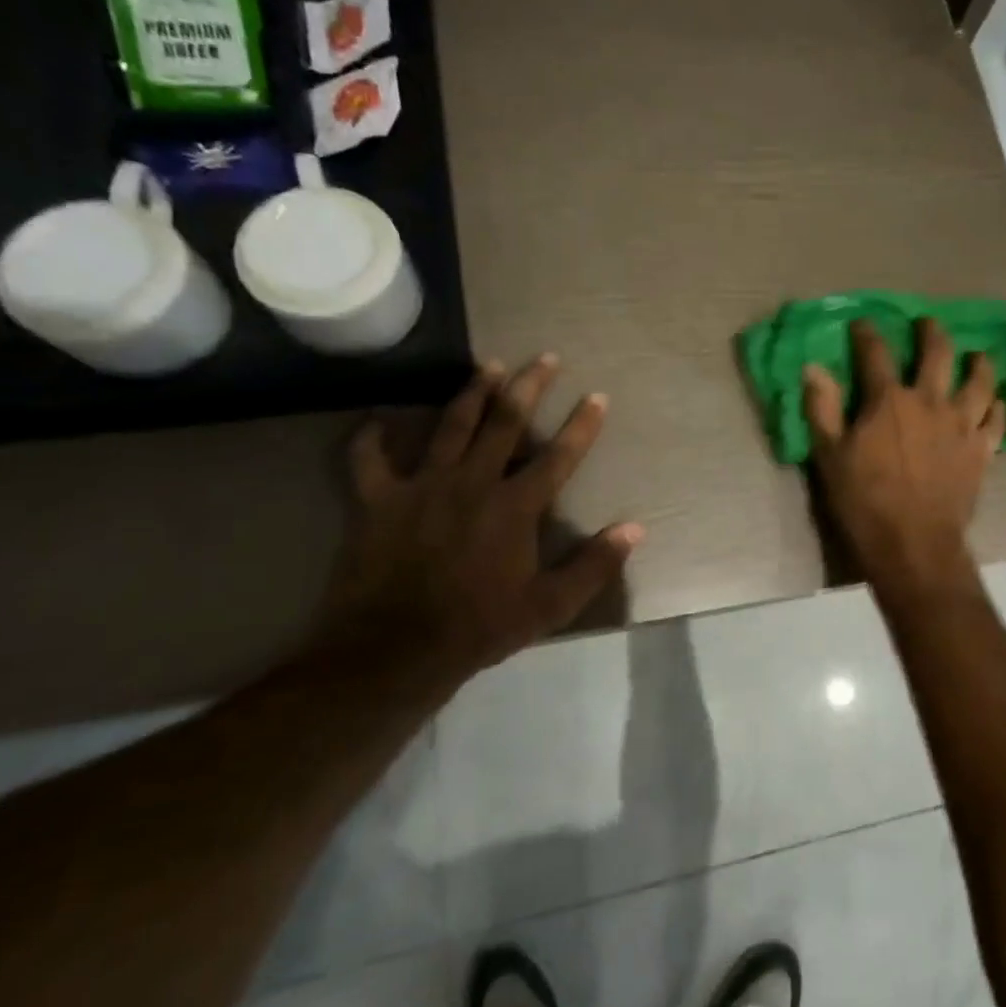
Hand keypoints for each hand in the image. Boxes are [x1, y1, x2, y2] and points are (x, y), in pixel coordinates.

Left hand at [318, 356, 642, 679]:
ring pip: (451, 426)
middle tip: (544, 357)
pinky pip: (370, 458)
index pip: (558, 456)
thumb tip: (635, 529)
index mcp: (515, 507)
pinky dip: (372, 437)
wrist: (395, 649)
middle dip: (529, 387)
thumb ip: (595, 564)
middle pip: (505, 423)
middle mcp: (472, 483)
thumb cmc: (480, 626)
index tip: (598, 396)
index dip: (582, 425)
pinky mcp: (378, 500)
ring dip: (472, 392)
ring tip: (489, 364)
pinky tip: (377, 420)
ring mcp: (422, 486)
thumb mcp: (550, 605)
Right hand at [803, 319, 1003, 595]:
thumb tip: (813, 368)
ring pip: (980, 380)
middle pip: (938, 352)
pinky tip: (996, 403)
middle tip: (927, 324)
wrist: (914, 544)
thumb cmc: (865, 502)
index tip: (862, 323)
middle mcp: (930, 402)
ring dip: (979, 363)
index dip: (867, 333)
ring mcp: (962, 424)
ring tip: (977, 355)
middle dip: (931, 332)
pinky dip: (998, 407)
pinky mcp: (982, 450)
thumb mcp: (830, 457)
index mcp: (889, 400)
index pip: (876, 353)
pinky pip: (998, 420)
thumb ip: (822, 409)